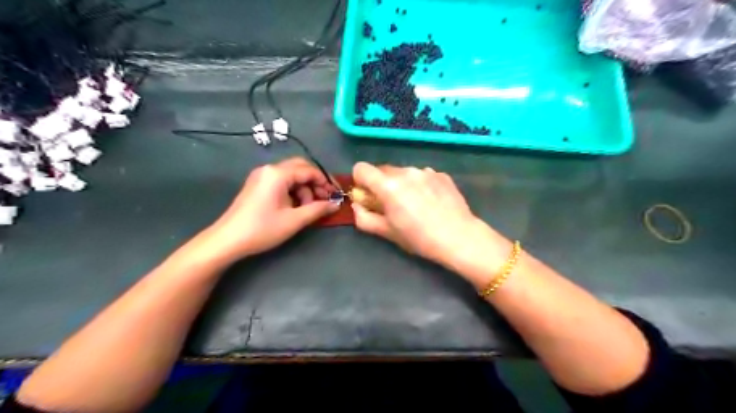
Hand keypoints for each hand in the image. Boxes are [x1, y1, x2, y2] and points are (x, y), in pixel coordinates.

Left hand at [201, 156, 337, 262]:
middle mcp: (269, 169)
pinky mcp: (258, 185)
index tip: (337, 195)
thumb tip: (336, 204)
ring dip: (304, 189)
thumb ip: (318, 209)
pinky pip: (282, 182)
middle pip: (300, 168)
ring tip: (308, 208)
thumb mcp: (294, 220)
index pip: (309, 170)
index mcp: (278, 173)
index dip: (326, 182)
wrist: (227, 240)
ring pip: (292, 176)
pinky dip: (293, 191)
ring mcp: (261, 176)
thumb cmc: (262, 229)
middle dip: (316, 183)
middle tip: (326, 199)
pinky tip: (296, 206)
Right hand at [353, 163, 509, 271]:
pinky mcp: (441, 174)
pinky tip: (431, 202)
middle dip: (381, 184)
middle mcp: (406, 172)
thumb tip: (357, 205)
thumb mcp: (387, 232)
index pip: (361, 168)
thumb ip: (364, 217)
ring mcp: (426, 171)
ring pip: (403, 172)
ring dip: (401, 184)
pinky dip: (420, 185)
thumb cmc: (419, 238)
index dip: (360, 182)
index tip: (368, 196)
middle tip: (392, 205)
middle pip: (382, 170)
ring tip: (415, 205)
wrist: (459, 237)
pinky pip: (422, 175)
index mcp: (388, 185)